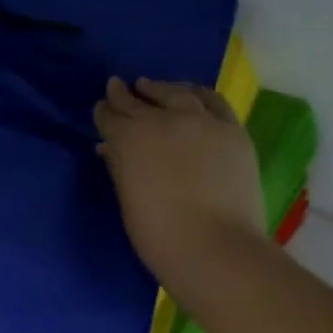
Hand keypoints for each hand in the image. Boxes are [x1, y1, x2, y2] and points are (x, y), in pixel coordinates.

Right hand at [93, 77, 265, 288]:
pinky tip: (192, 94)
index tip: (100, 108)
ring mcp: (202, 122)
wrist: (214, 247)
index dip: (104, 112)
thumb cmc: (158, 233)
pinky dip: (197, 95)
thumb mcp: (128, 199)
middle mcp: (165, 120)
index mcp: (131, 138)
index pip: (111, 117)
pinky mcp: (233, 131)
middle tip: (116, 86)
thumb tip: (107, 147)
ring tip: (151, 86)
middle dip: (124, 95)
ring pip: (177, 93)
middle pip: (139, 101)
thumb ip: (118, 167)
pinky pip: (213, 102)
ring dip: (160, 88)